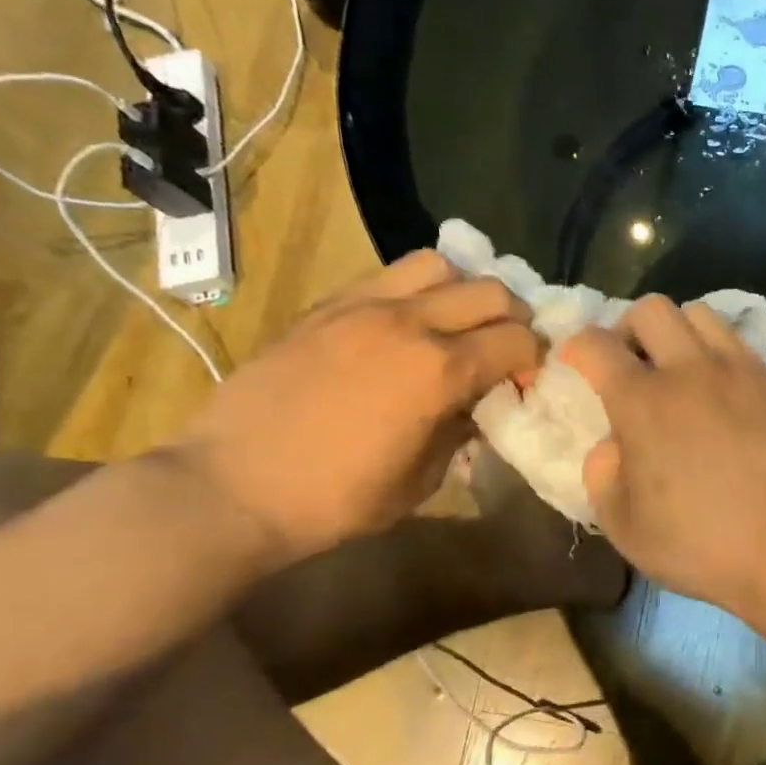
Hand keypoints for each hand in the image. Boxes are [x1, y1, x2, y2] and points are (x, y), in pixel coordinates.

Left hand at [165, 252, 539, 561]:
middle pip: (491, 290)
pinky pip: (388, 277)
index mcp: (440, 371)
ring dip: (464, 291)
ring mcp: (363, 307)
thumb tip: (479, 404)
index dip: (535, 361)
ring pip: (439, 265)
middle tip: (506, 349)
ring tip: (457, 324)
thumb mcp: (423, 479)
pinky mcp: (326, 307)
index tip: (526, 383)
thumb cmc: (336, 499)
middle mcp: (409, 324)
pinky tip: (408, 325)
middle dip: (514, 318)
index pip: (518, 341)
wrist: (231, 488)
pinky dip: (417, 291)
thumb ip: (462, 430)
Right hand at [560, 296, 765, 610]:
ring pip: (699, 313)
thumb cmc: (700, 544)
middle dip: (627, 328)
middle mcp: (689, 370)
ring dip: (676, 332)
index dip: (575, 348)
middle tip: (629, 366)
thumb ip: (602, 473)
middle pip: (650, 308)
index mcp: (642, 402)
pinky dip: (716, 350)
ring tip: (677, 371)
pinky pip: (737, 341)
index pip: (595, 344)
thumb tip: (613, 443)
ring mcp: (738, 371)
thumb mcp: (623, 525)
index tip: (575, 366)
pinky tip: (719, 389)